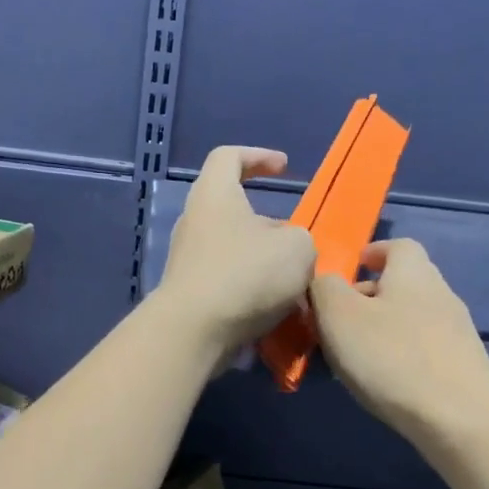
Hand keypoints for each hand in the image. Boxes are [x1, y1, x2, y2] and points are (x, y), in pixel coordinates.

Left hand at [157, 146, 315, 358]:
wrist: (194, 332)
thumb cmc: (245, 275)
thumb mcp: (298, 248)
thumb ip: (300, 239)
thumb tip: (287, 249)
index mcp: (214, 195)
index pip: (228, 157)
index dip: (258, 156)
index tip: (283, 168)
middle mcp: (194, 221)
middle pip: (234, 210)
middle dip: (270, 226)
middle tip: (297, 244)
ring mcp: (187, 259)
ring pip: (234, 250)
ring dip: (263, 263)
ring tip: (293, 284)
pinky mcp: (189, 293)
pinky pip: (226, 282)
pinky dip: (250, 290)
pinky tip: (273, 310)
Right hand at [311, 239, 488, 450]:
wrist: (461, 419)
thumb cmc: (392, 357)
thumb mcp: (339, 316)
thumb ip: (324, 289)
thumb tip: (324, 281)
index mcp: (412, 273)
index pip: (397, 246)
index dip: (373, 252)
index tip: (352, 267)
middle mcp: (439, 294)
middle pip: (403, 283)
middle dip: (369, 295)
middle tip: (336, 319)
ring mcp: (455, 332)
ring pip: (410, 317)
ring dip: (380, 328)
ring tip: (352, 355)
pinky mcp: (461, 366)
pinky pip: (420, 348)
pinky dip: (397, 354)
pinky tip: (381, 381)